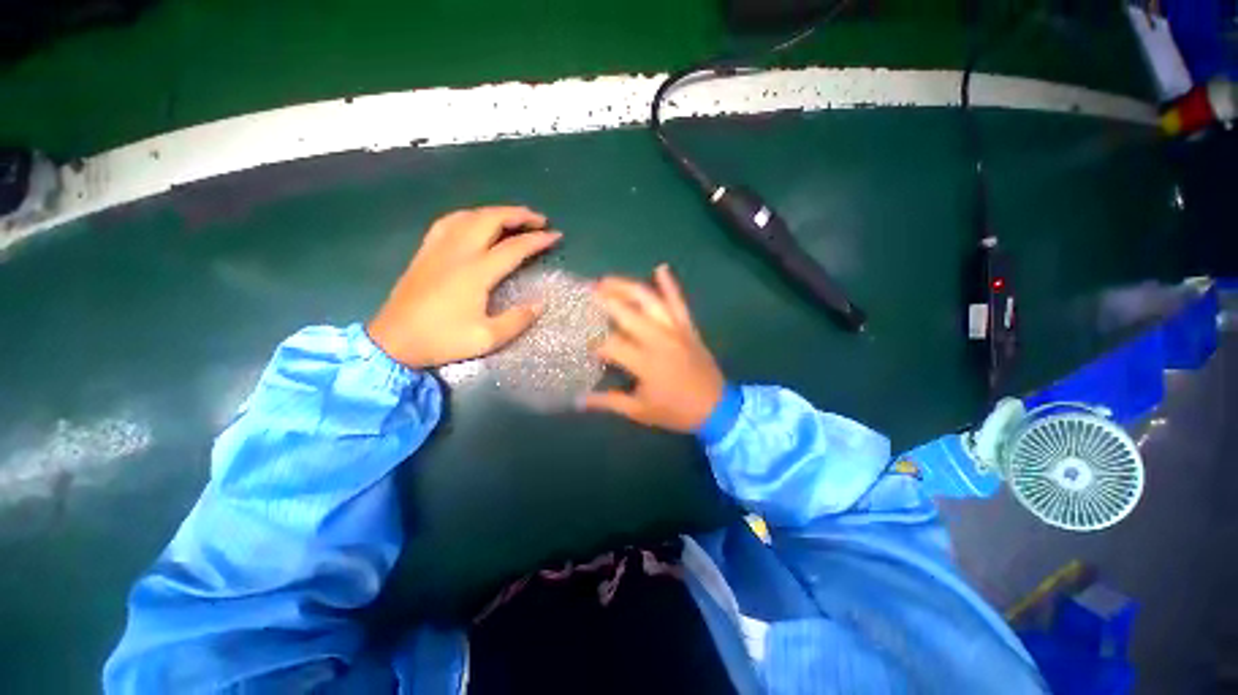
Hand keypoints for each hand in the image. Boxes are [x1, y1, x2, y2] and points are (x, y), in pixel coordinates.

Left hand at [367, 206, 560, 367]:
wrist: (393, 341)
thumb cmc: (442, 340)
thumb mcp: (487, 339)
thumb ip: (517, 320)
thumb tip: (539, 304)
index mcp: (476, 272)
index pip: (514, 247)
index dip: (538, 240)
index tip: (556, 236)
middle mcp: (458, 252)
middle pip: (491, 220)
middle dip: (518, 215)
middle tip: (538, 220)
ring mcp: (438, 248)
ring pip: (469, 215)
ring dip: (495, 212)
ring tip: (512, 218)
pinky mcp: (425, 251)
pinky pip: (449, 221)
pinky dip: (469, 215)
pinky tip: (474, 221)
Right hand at [583, 265, 725, 432]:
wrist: (717, 407)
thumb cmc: (676, 411)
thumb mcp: (640, 411)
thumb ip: (608, 402)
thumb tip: (578, 400)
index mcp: (644, 362)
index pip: (610, 344)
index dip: (594, 343)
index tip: (583, 343)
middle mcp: (658, 339)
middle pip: (626, 312)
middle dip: (603, 300)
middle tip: (585, 293)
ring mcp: (675, 329)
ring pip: (649, 300)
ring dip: (627, 286)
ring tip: (607, 280)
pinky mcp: (688, 327)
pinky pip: (678, 301)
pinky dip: (670, 284)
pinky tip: (660, 268)